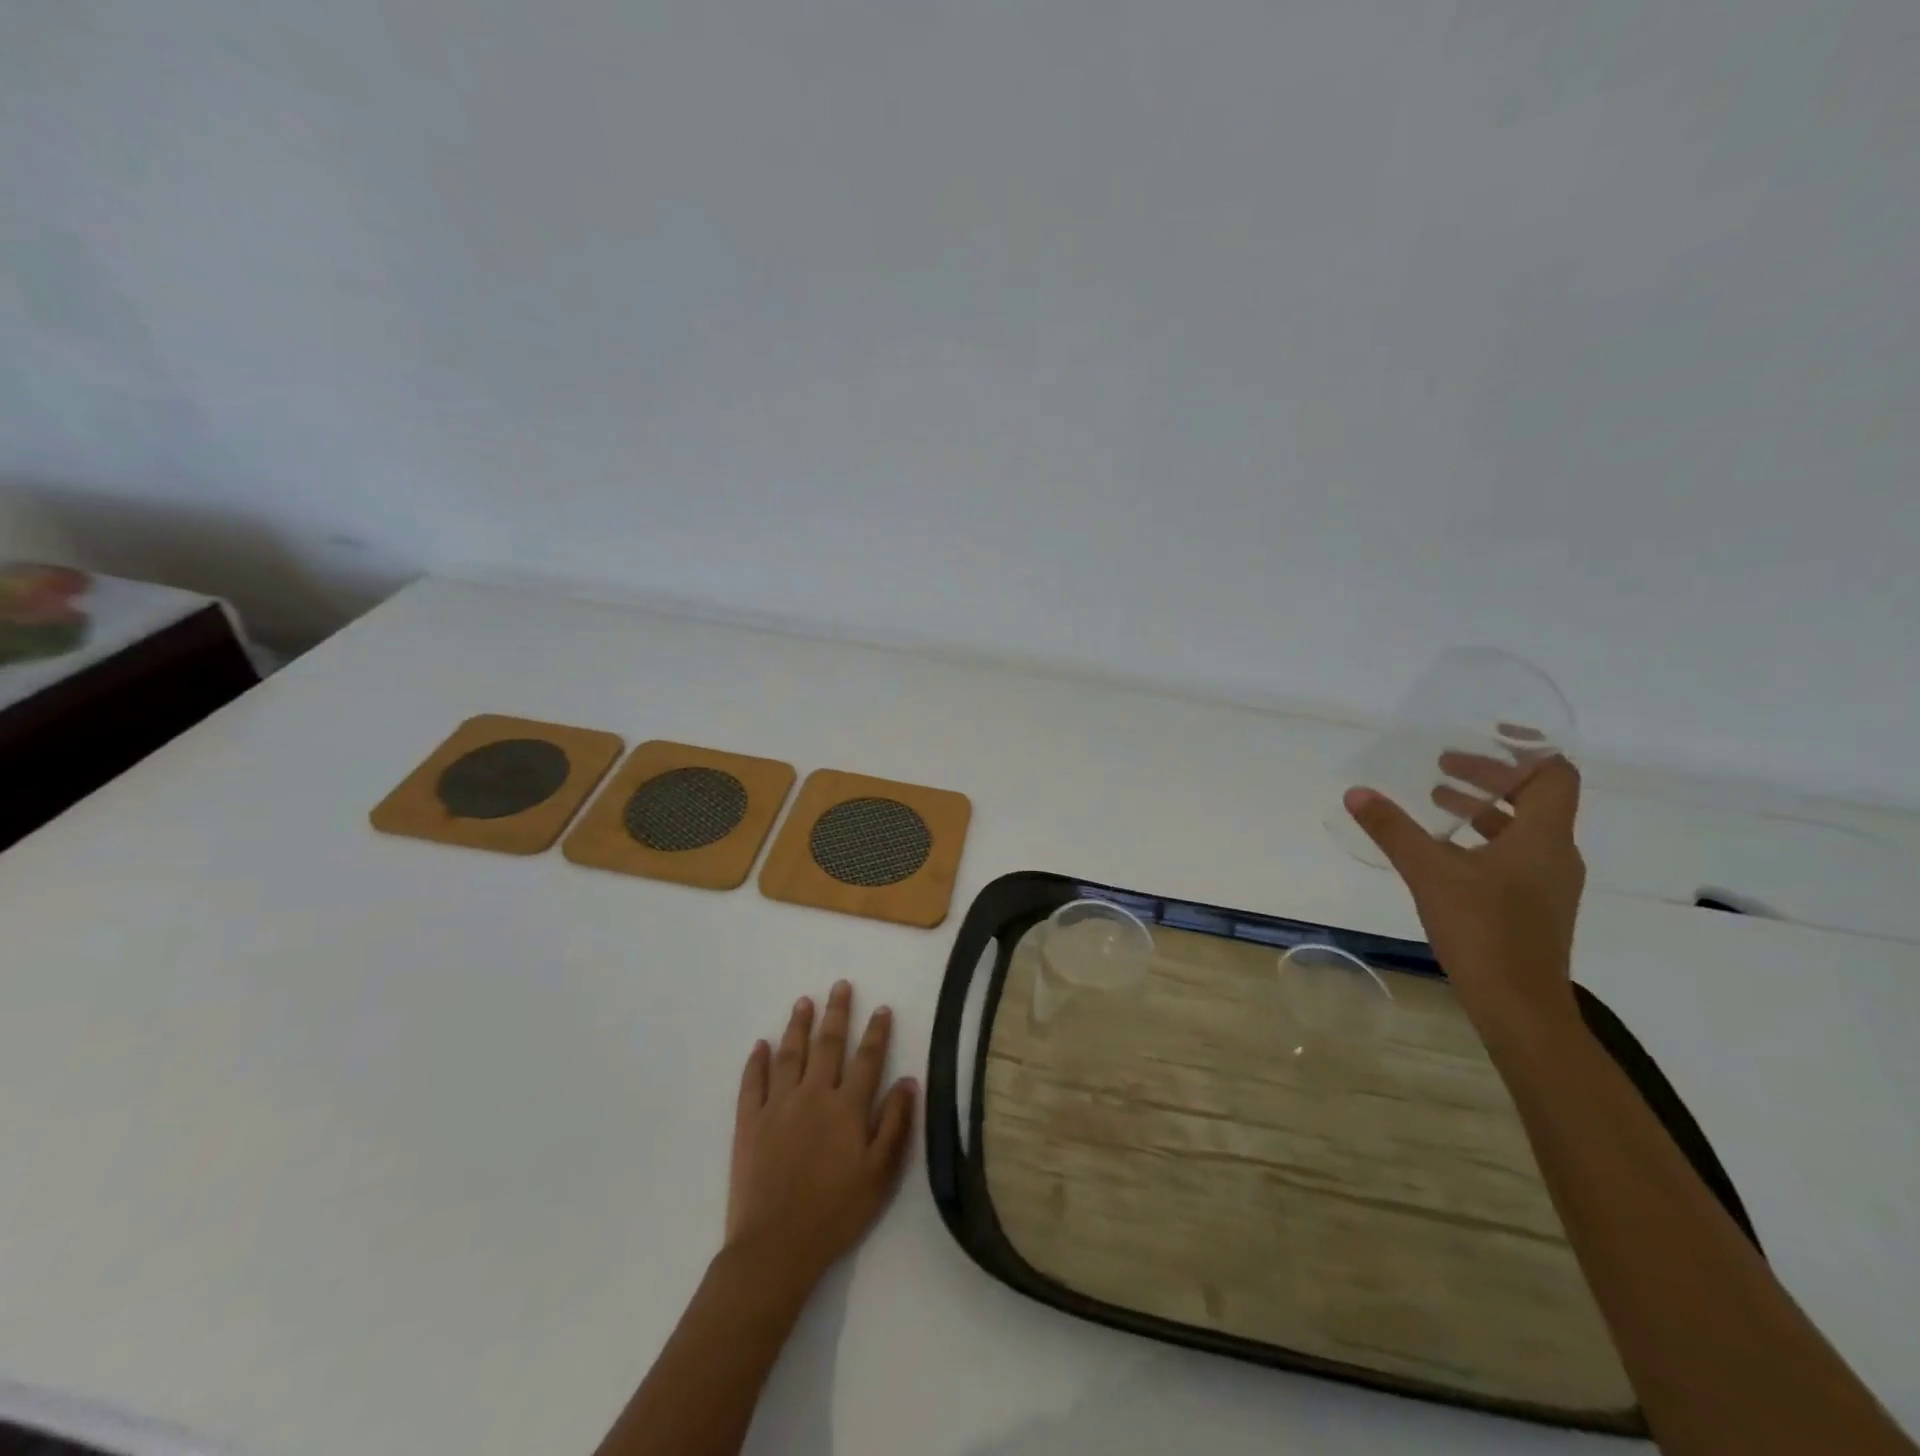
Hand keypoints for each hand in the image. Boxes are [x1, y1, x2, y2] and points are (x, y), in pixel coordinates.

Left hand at [725, 981, 916, 1295]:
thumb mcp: (880, 1174)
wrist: (775, 1247)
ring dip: (798, 1025)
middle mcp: (813, 1095)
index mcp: (847, 1107)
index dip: (876, 1032)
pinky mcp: (749, 1122)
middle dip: (836, 1013)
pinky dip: (756, 1061)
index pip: (867, 1058)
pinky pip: (752, 1082)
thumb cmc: (836, 1213)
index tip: (882, 1008)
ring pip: (790, 1054)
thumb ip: (896, 1124)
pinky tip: (761, 1045)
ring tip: (804, 1001)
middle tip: (840, 985)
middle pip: (828, 1044)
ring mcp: (778, 1105)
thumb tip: (909, 1080)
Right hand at [1344, 755, 1586, 1047]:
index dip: (1527, 749)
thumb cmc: (1483, 930)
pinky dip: (1481, 839)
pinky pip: (1512, 855)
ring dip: (1482, 808)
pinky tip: (1443, 850)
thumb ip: (1393, 829)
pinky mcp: (1531, 906)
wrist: (1519, 1006)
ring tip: (1436, 801)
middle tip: (1443, 766)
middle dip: (1489, 777)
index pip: (1554, 775)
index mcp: (1543, 837)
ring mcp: (1546, 884)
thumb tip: (1356, 792)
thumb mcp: (1429, 873)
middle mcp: (1554, 854)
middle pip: (1534, 798)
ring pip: (1521, 829)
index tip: (1487, 733)